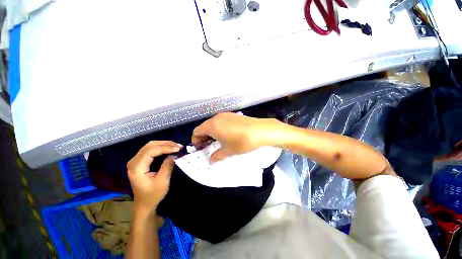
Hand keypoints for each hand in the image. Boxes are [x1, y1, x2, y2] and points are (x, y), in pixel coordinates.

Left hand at [127, 141, 181, 213]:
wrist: (144, 204)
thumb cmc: (153, 195)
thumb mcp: (162, 181)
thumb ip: (168, 166)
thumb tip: (174, 154)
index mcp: (137, 167)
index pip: (151, 150)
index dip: (166, 147)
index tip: (178, 149)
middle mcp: (134, 161)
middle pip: (150, 145)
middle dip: (166, 144)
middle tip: (179, 146)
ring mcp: (135, 161)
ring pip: (150, 145)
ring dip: (164, 144)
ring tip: (176, 146)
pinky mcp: (140, 161)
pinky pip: (150, 150)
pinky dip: (161, 148)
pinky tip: (169, 149)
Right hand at [192, 112, 282, 162]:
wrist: (260, 130)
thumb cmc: (241, 142)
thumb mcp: (228, 151)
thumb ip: (217, 156)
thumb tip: (211, 161)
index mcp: (212, 125)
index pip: (196, 132)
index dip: (196, 141)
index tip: (201, 148)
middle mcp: (216, 118)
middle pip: (204, 127)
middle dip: (203, 137)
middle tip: (208, 146)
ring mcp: (225, 115)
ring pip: (212, 123)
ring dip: (211, 132)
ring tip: (218, 141)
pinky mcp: (232, 115)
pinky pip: (220, 121)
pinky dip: (218, 128)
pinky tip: (226, 134)